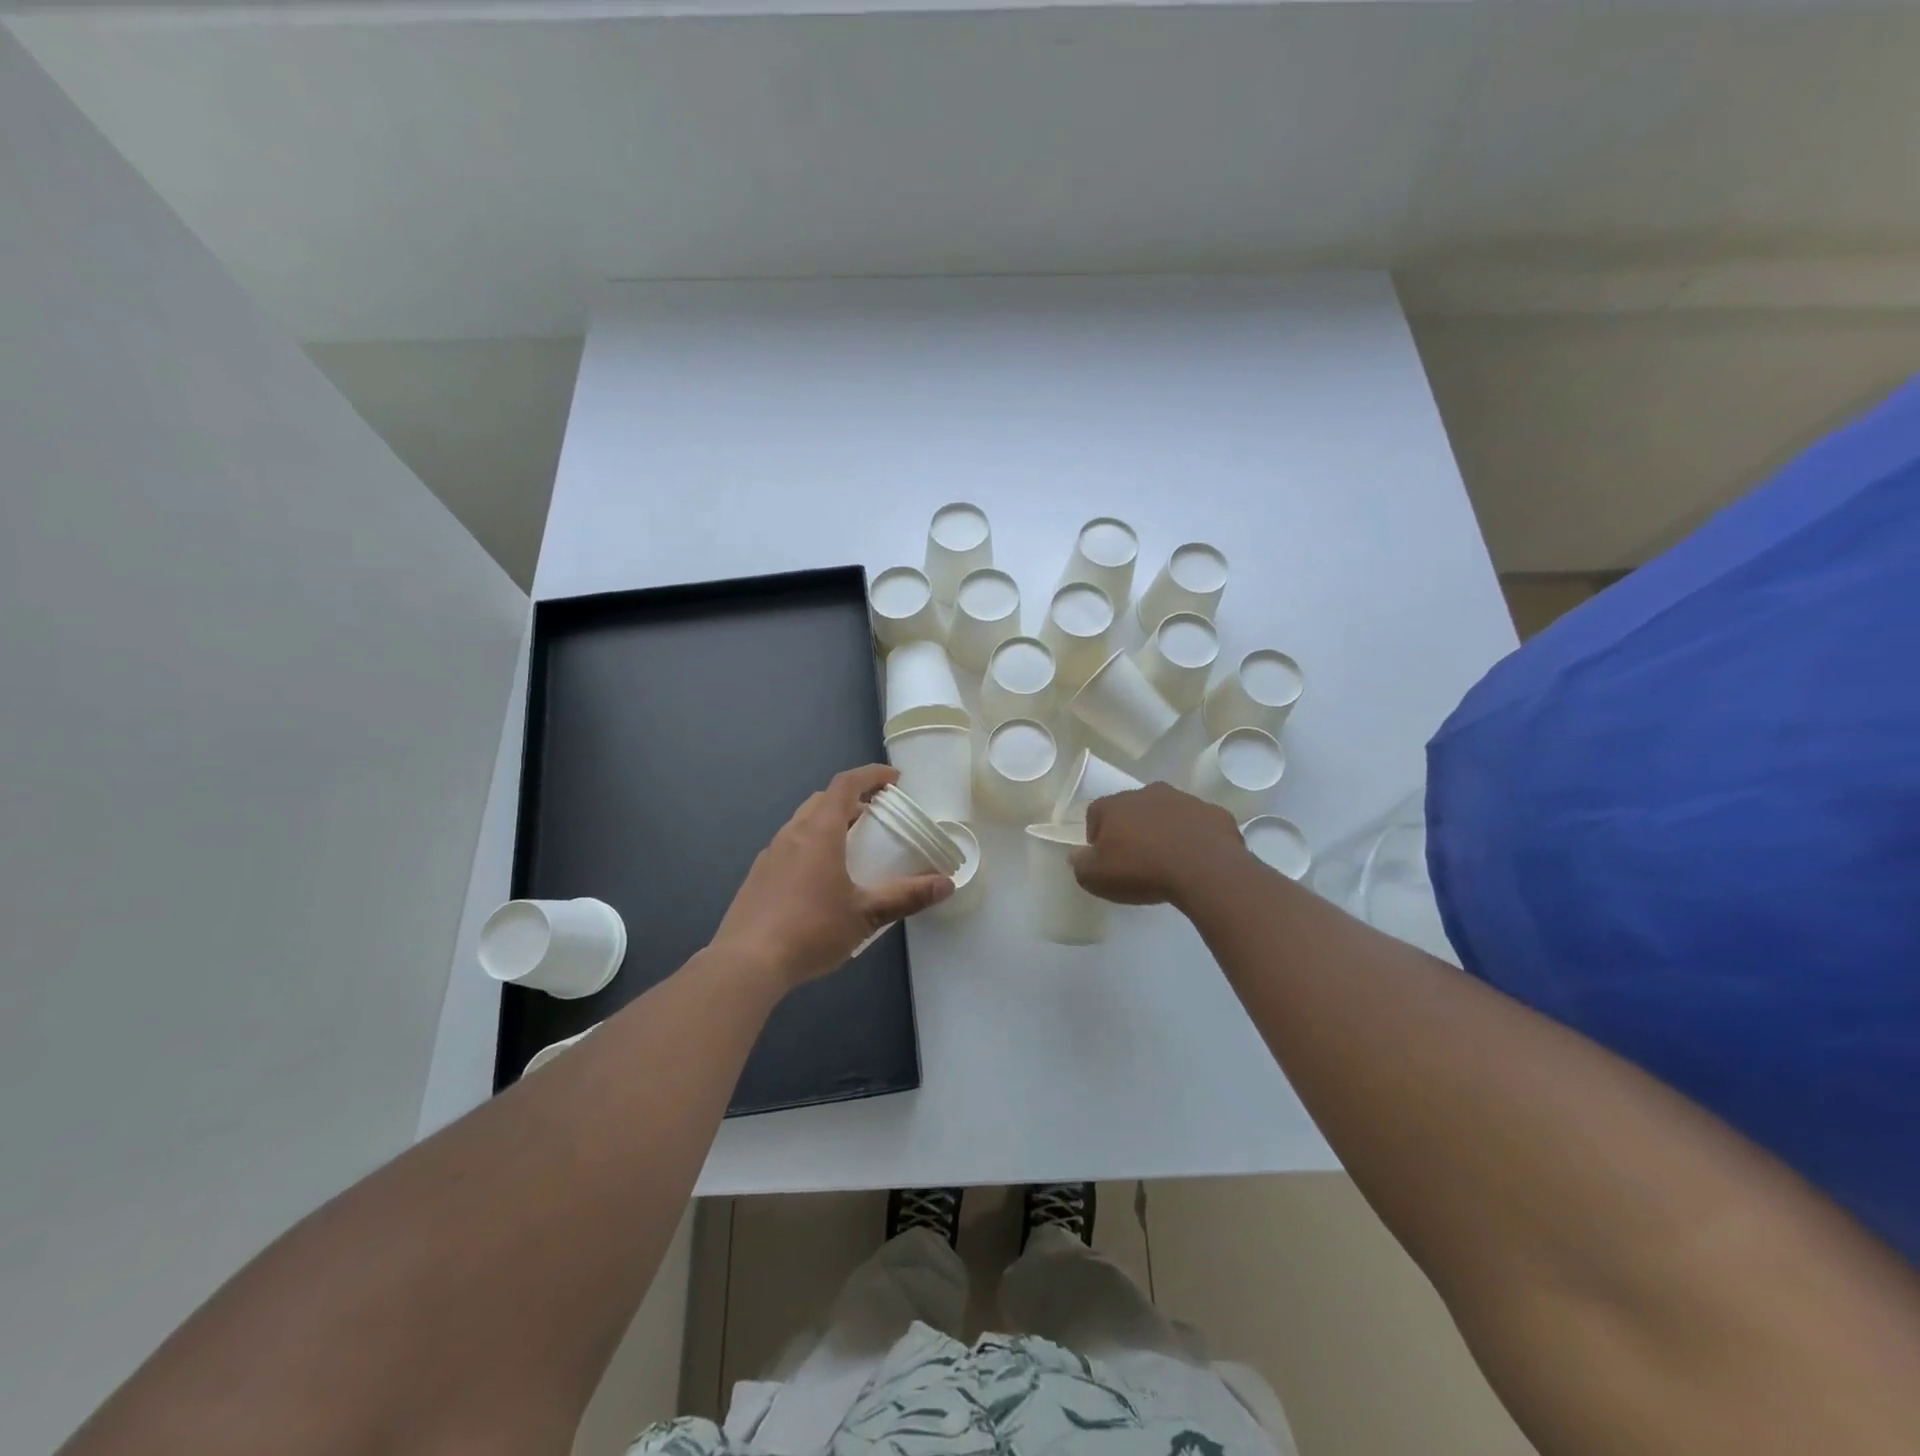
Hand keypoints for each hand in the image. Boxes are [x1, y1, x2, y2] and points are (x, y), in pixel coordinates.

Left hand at [710, 765, 953, 989]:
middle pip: (823, 800)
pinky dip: (812, 845)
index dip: (871, 775)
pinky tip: (821, 879)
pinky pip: (790, 846)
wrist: (746, 963)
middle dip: (852, 800)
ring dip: (830, 823)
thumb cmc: (811, 929)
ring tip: (852, 847)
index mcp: (819, 831)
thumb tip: (947, 884)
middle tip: (876, 816)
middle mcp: (792, 833)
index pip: (846, 784)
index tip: (894, 779)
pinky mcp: (758, 876)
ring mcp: (770, 854)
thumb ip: (907, 896)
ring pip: (803, 823)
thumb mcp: (866, 914)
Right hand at [1071, 782, 1244, 906]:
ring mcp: (1184, 799)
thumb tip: (1078, 855)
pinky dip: (1194, 836)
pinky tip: (1196, 860)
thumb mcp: (1096, 878)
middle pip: (1132, 810)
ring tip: (1169, 860)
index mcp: (1115, 805)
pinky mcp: (1214, 812)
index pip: (1095, 814)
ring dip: (1164, 830)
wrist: (1205, 870)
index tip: (1106, 859)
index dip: (1097, 837)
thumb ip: (1080, 864)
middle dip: (1132, 829)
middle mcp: (1147, 793)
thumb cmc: (1142, 871)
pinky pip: (1197, 824)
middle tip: (1137, 859)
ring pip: (1166, 813)